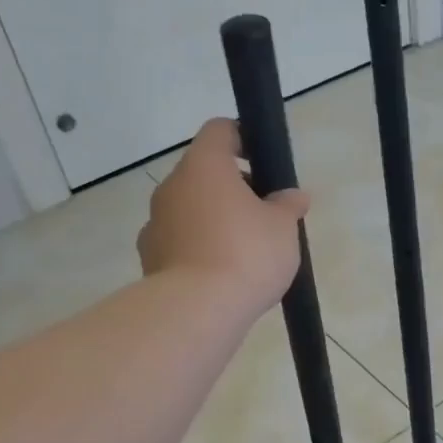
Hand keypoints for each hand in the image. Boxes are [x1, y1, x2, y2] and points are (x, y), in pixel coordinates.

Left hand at [138, 119, 310, 315]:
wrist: (197, 311)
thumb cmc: (246, 253)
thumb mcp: (283, 227)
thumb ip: (288, 205)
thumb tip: (293, 196)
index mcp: (204, 166)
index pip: (219, 130)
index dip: (243, 138)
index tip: (264, 162)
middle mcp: (173, 186)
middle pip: (204, 172)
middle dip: (234, 186)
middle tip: (265, 213)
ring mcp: (156, 222)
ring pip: (191, 207)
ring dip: (215, 217)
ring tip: (246, 249)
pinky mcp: (150, 257)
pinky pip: (180, 240)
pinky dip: (199, 247)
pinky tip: (222, 272)